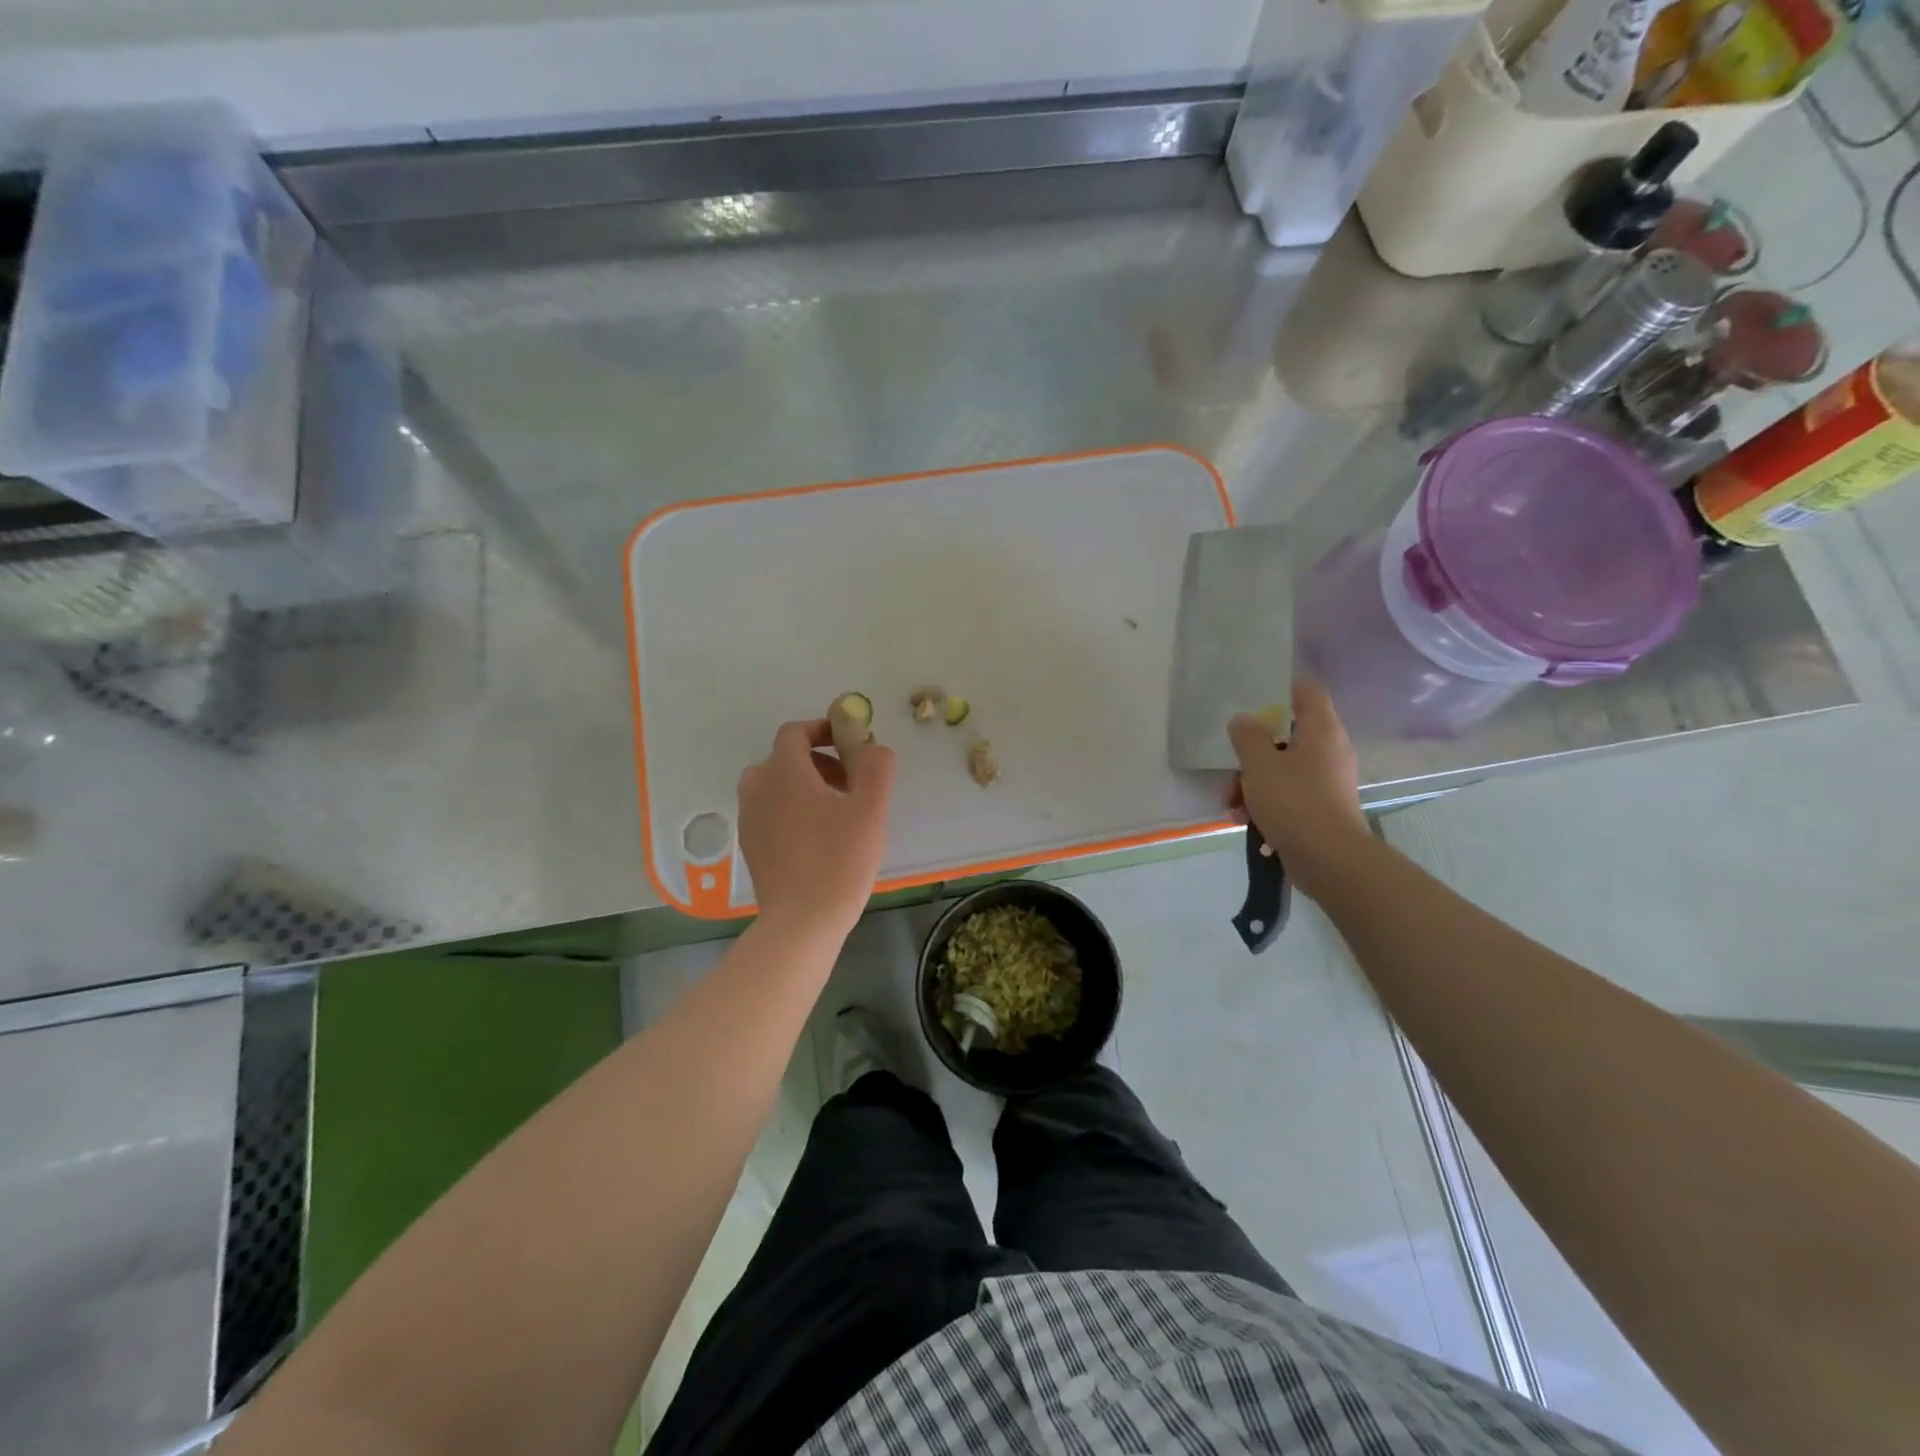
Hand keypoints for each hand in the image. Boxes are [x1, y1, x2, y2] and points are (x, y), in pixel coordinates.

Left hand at [738, 719, 895, 938]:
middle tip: (852, 786)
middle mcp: (757, 787)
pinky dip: (793, 810)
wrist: (802, 922)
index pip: (796, 731)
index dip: (823, 729)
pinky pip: (772, 811)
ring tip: (839, 813)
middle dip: (821, 762)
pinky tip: (820, 839)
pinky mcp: (750, 844)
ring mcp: (749, 818)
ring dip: (807, 787)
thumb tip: (870, 746)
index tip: (851, 744)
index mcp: (783, 771)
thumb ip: (876, 766)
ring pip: (778, 786)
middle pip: (787, 758)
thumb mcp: (870, 808)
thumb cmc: (839, 859)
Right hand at [1228, 682, 1369, 900]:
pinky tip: (1245, 821)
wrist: (1329, 861)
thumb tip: (1244, 719)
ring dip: (1253, 781)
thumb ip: (1247, 736)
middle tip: (1231, 766)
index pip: (1306, 690)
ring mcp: (1326, 780)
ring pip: (1282, 766)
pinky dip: (1266, 801)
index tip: (1251, 701)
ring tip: (1231, 804)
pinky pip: (1288, 792)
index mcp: (1320, 729)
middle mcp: (1328, 749)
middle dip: (1253, 750)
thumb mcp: (1260, 765)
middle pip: (1286, 733)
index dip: (1279, 689)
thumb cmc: (1294, 802)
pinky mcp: (1321, 806)